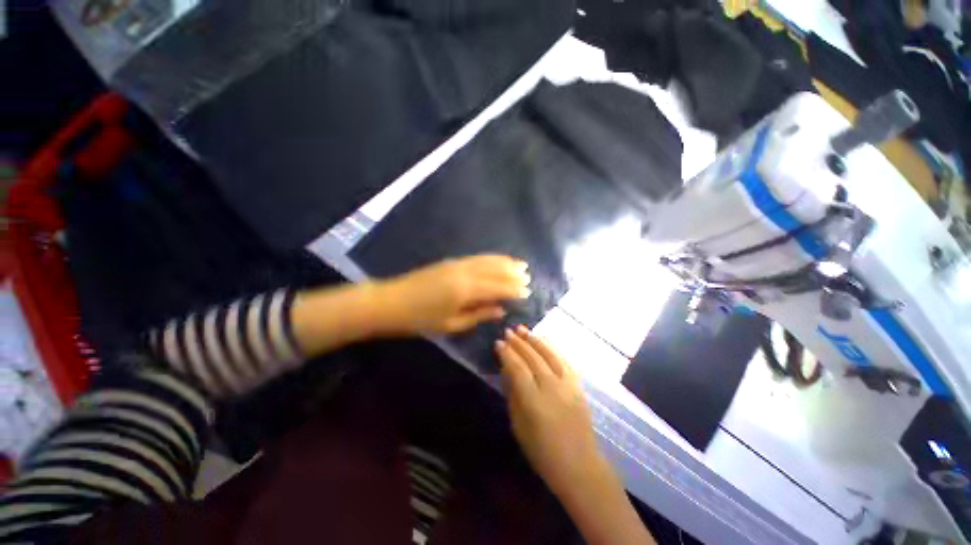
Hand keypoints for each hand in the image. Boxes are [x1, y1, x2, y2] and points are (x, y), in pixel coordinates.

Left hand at [376, 255, 530, 334]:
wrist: (391, 302)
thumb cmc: (420, 319)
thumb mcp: (452, 324)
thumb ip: (479, 314)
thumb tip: (501, 309)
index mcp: (466, 290)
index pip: (497, 287)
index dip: (513, 289)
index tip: (527, 292)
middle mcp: (465, 272)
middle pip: (495, 270)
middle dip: (513, 273)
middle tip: (528, 276)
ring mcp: (457, 263)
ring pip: (487, 260)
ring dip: (504, 262)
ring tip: (520, 264)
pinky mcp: (450, 261)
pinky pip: (476, 258)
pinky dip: (490, 258)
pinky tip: (496, 260)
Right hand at [497, 327, 656, 544]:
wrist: (580, 466)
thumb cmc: (542, 452)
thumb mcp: (518, 426)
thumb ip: (513, 395)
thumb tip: (507, 371)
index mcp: (534, 402)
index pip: (518, 369)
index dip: (507, 354)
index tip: (498, 343)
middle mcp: (552, 389)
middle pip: (533, 359)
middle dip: (519, 343)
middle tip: (508, 331)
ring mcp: (568, 386)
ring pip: (550, 355)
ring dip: (535, 340)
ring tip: (523, 329)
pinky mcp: (578, 386)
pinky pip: (564, 361)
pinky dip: (553, 348)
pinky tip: (545, 340)